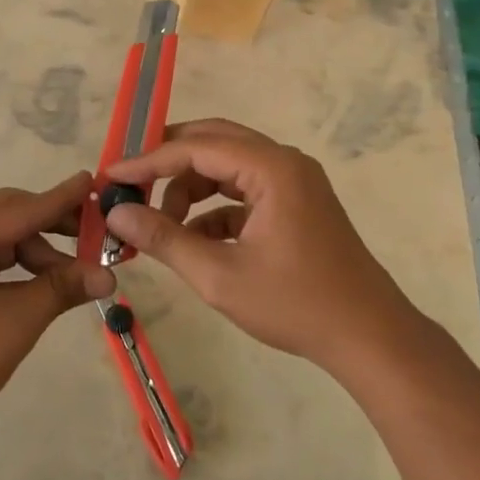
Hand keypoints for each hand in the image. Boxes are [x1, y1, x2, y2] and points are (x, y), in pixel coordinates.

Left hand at [0, 171, 115, 440]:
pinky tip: (45, 283)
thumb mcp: (15, 322)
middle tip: (98, 236)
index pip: (18, 209)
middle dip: (53, 229)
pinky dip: (16, 270)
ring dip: (37, 255)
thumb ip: (61, 288)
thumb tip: (109, 275)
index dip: (61, 200)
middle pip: (7, 219)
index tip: (95, 181)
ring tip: (77, 276)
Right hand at [104, 119, 419, 372]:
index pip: (196, 148)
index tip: (110, 176)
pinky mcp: (295, 203)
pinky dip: (214, 209)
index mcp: (271, 168)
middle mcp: (283, 162)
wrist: (369, 337)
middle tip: (130, 184)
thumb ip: (164, 238)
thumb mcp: (219, 275)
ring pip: (226, 166)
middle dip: (168, 163)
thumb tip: (116, 214)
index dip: (148, 161)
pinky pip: (243, 190)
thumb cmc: (295, 305)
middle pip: (212, 142)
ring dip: (190, 189)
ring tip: (162, 226)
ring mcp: (292, 181)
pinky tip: (194, 242)